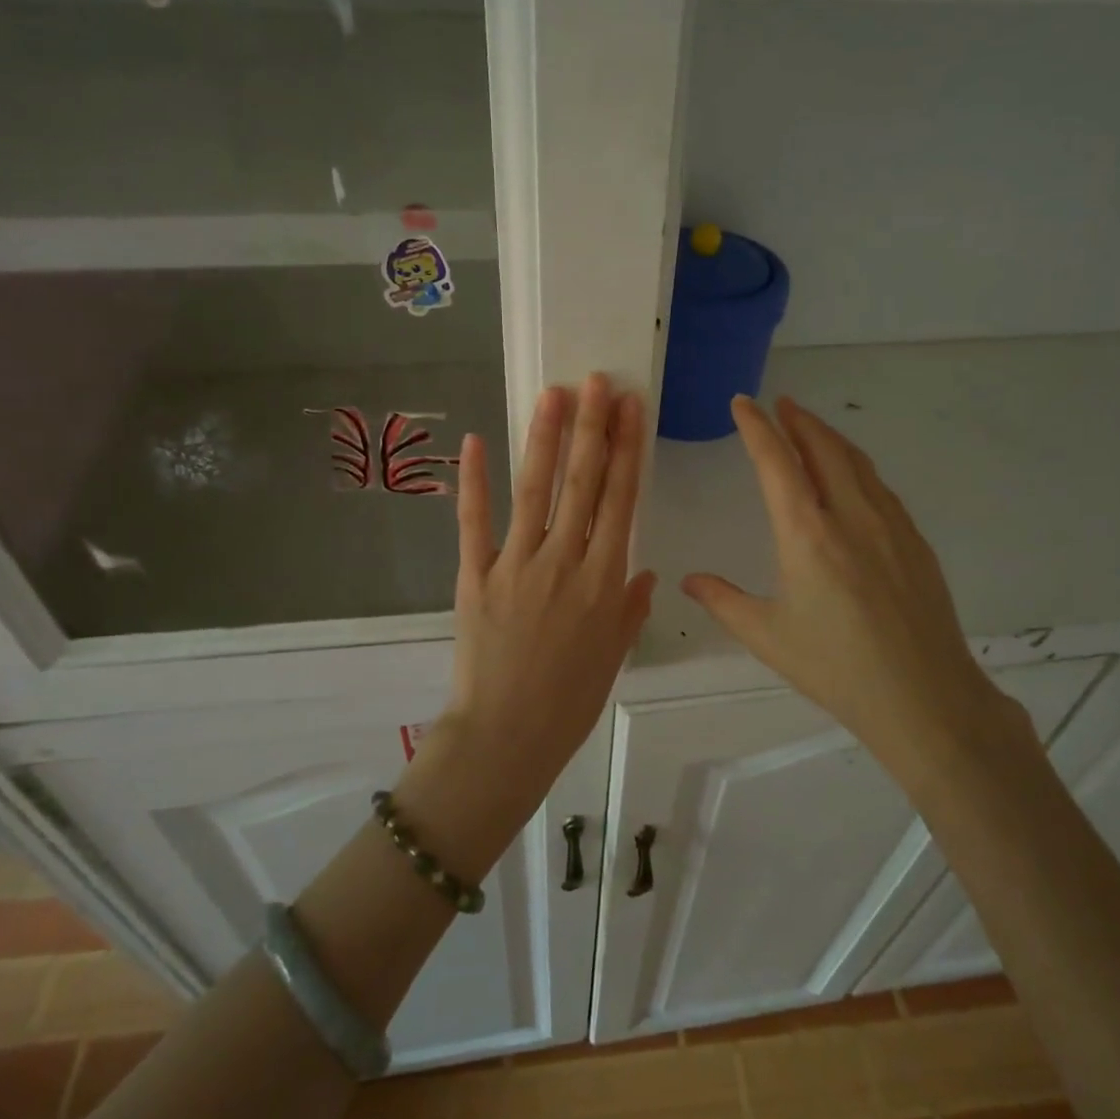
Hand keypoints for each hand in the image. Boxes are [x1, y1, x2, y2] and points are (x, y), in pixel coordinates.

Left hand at [403, 375, 656, 866]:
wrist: (505, 737)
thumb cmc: (568, 702)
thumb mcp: (614, 655)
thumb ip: (630, 607)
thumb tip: (645, 568)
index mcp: (605, 580)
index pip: (621, 500)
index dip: (627, 450)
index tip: (632, 409)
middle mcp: (565, 562)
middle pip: (584, 483)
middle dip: (594, 428)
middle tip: (598, 381)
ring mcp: (517, 565)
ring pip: (535, 490)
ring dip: (545, 439)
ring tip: (555, 394)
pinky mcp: (476, 575)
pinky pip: (475, 522)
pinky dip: (474, 481)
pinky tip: (477, 442)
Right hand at [681, 396, 1026, 776]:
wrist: (925, 698)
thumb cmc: (836, 668)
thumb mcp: (767, 636)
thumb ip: (723, 601)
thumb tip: (689, 581)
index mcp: (807, 534)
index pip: (777, 463)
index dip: (757, 428)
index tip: (743, 403)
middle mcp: (851, 516)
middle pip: (823, 449)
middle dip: (798, 420)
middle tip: (780, 404)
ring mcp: (890, 526)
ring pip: (858, 463)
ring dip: (830, 438)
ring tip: (812, 430)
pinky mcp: (916, 542)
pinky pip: (881, 488)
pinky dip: (858, 467)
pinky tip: (854, 479)